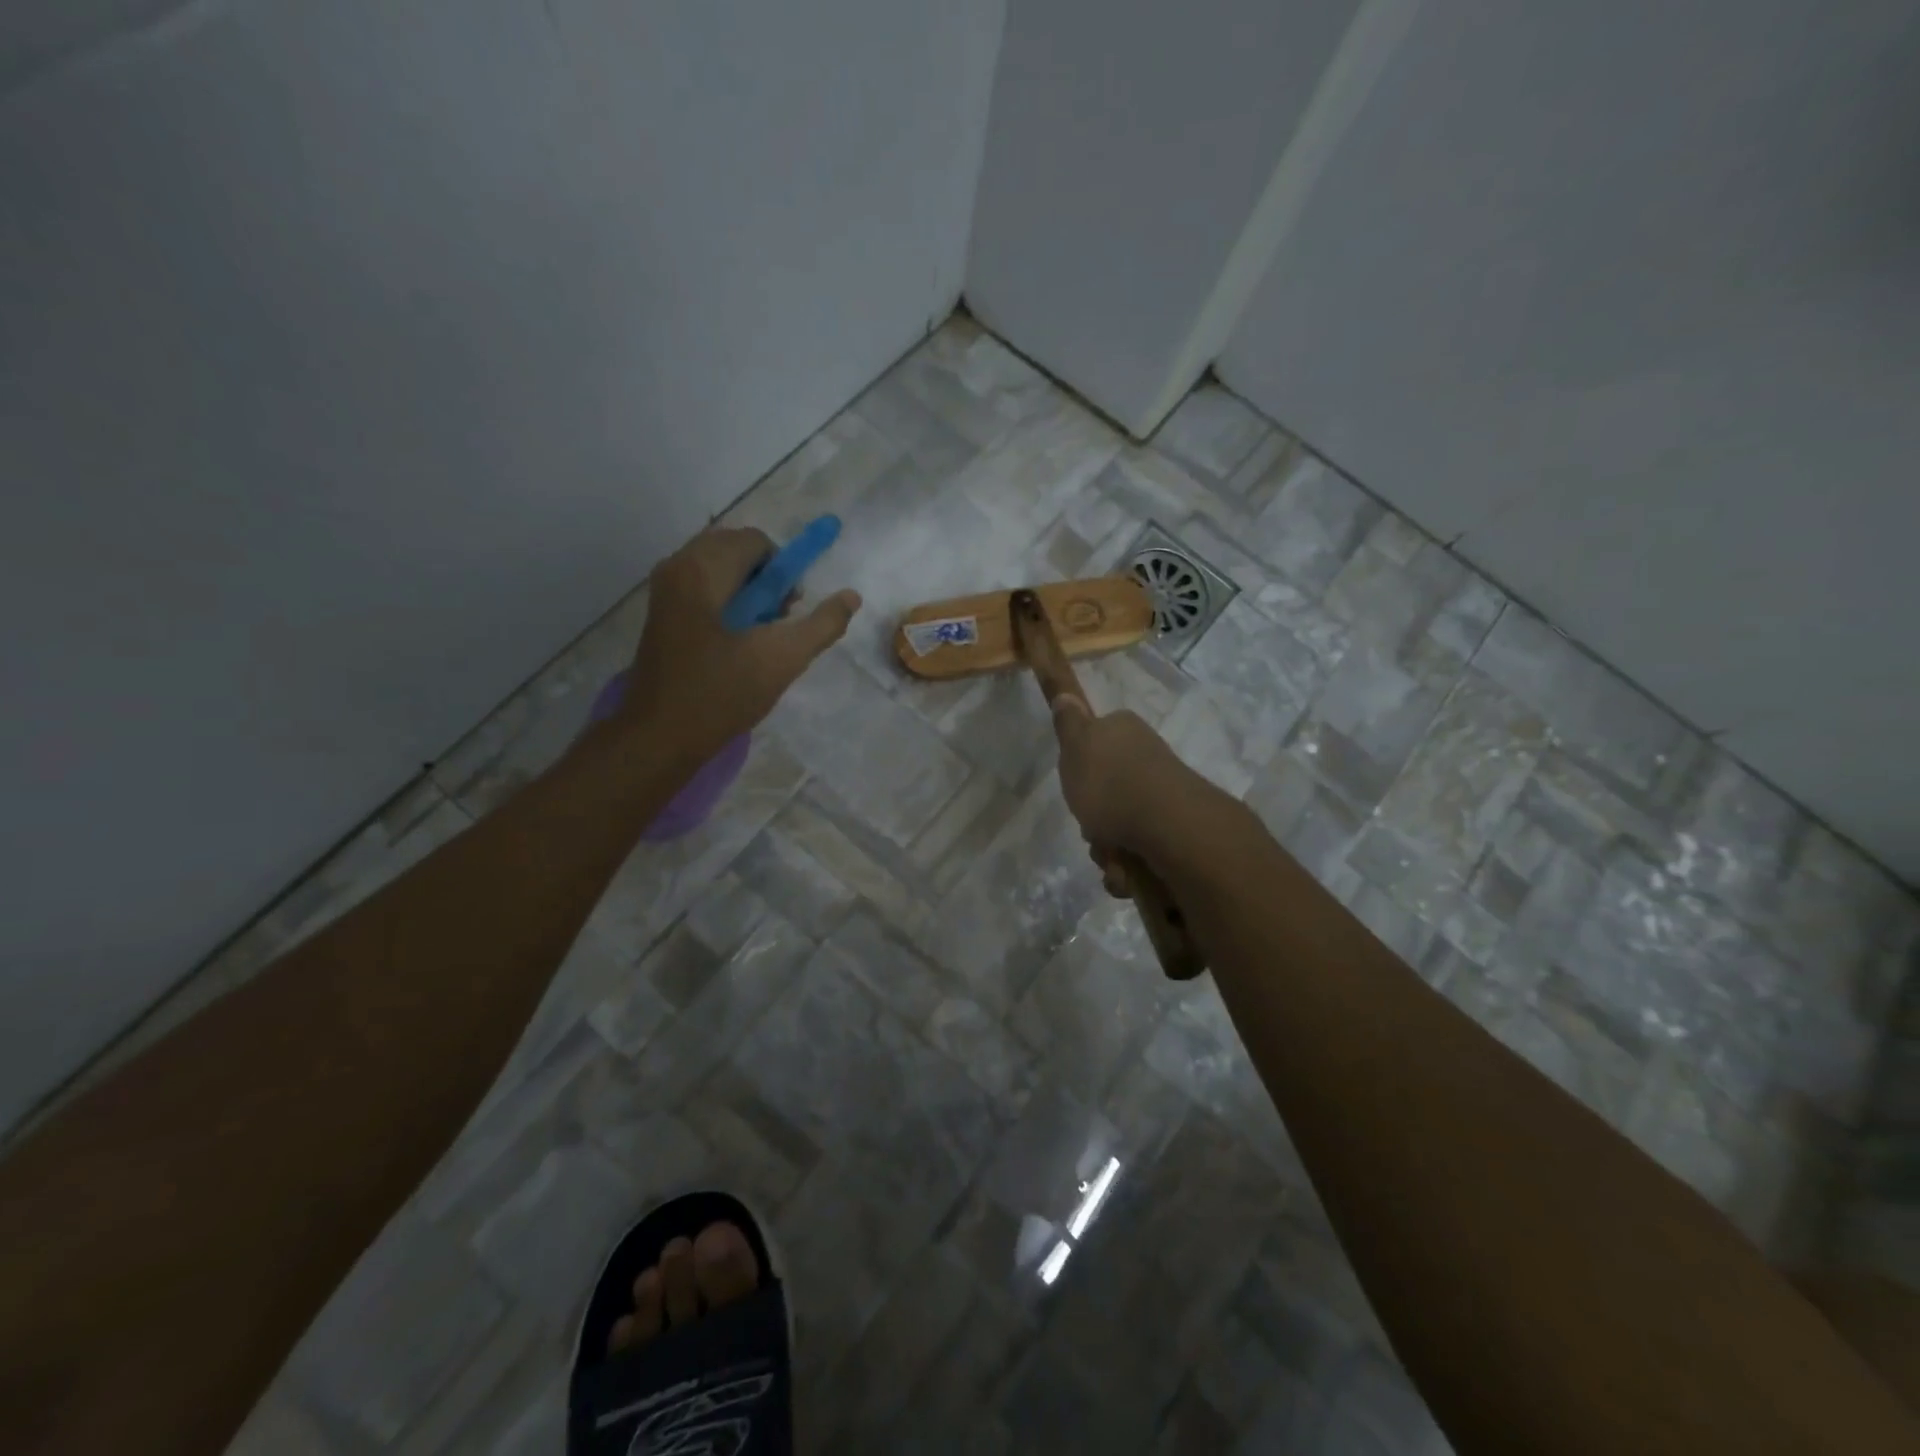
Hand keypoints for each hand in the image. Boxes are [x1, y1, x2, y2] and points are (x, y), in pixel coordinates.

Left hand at [621, 527, 859, 757]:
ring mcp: (664, 590)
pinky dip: (727, 602)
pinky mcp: (661, 613)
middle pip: (736, 550)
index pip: (756, 542)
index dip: (783, 571)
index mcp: (703, 569)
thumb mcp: (782, 660)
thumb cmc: (721, 693)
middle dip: (765, 579)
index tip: (790, 610)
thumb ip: (822, 625)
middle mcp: (678, 567)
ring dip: (748, 592)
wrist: (660, 735)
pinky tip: (735, 643)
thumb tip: (852, 596)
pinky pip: (702, 587)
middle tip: (776, 622)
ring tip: (758, 635)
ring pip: (719, 569)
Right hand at [1050, 695, 1198, 882]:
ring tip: (1112, 859)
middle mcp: (1148, 757)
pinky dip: (1129, 867)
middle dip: (1094, 820)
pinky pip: (1141, 850)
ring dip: (1109, 850)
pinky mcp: (1177, 829)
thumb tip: (1066, 696)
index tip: (1075, 786)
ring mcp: (1165, 794)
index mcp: (1125, 731)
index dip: (1081, 768)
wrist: (1170, 827)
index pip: (1095, 742)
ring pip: (1120, 825)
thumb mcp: (1076, 746)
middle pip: (1106, 791)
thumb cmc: (1111, 784)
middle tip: (1091, 829)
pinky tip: (1128, 874)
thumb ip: (1068, 723)